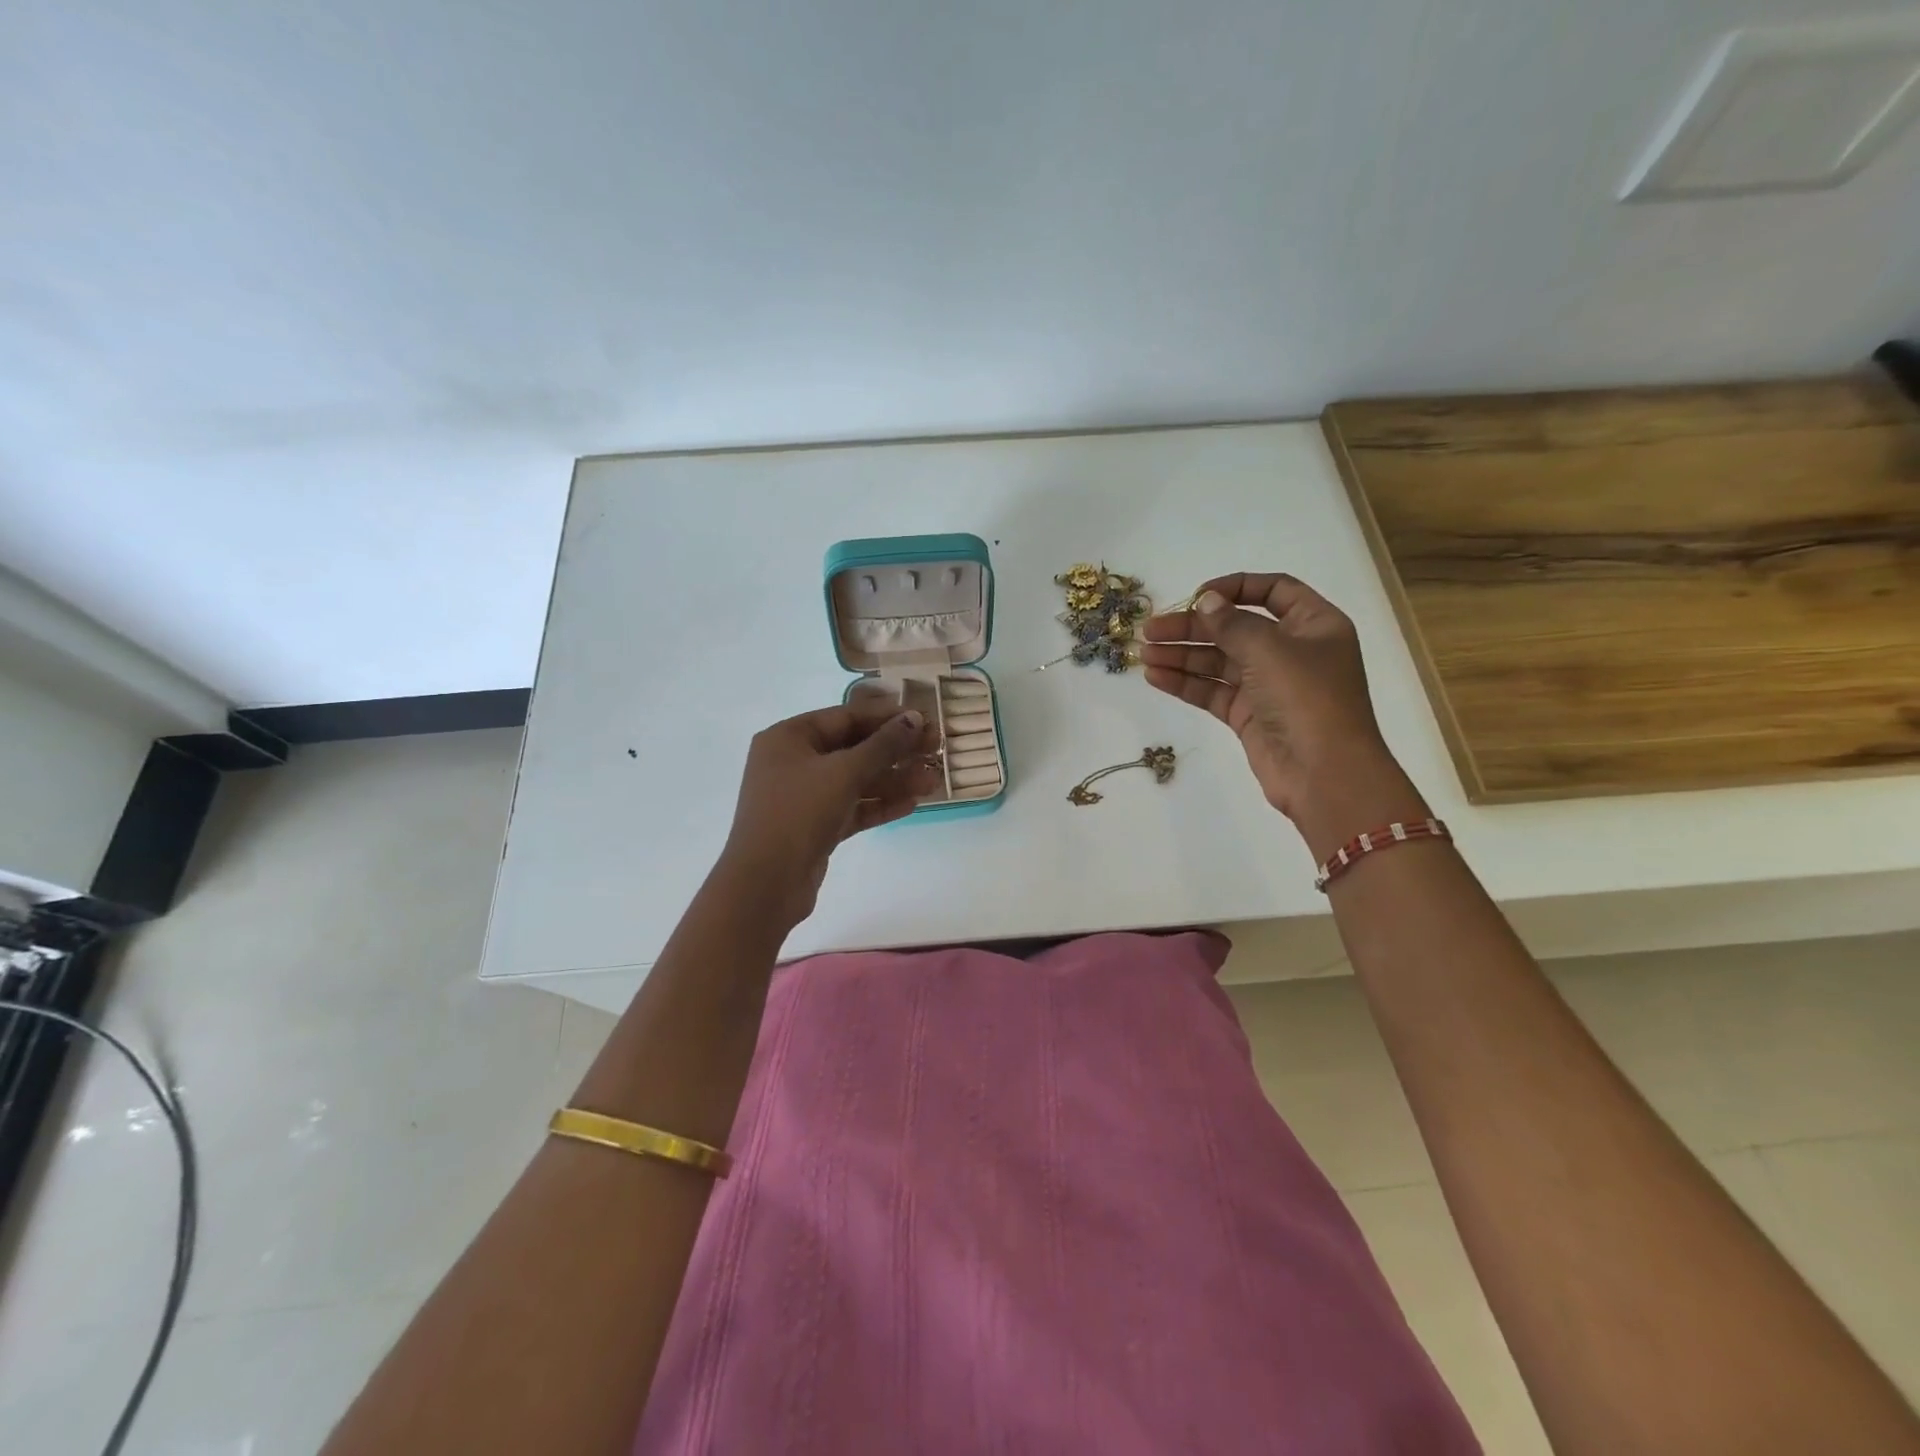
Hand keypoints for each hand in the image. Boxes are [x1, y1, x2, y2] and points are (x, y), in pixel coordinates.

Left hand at [717, 699, 941, 923]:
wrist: (765, 883)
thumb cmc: (798, 813)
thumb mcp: (844, 772)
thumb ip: (883, 745)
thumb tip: (914, 718)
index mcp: (789, 737)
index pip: (845, 717)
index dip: (886, 717)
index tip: (924, 718)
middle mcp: (793, 762)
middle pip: (853, 748)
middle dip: (895, 751)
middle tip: (935, 750)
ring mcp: (803, 796)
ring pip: (855, 780)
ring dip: (894, 780)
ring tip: (932, 782)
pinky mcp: (814, 826)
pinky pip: (852, 807)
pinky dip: (878, 804)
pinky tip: (912, 804)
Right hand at [1142, 573, 1426, 857]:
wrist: (1324, 774)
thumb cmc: (1307, 699)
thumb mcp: (1270, 650)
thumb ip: (1233, 623)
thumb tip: (1206, 600)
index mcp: (1313, 624)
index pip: (1273, 591)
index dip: (1235, 587)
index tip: (1196, 595)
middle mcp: (1292, 650)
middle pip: (1235, 627)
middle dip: (1192, 627)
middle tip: (1150, 630)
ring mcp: (1268, 685)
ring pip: (1218, 661)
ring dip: (1181, 655)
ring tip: (1143, 654)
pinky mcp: (1249, 715)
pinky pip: (1212, 691)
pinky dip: (1185, 683)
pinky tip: (1155, 677)